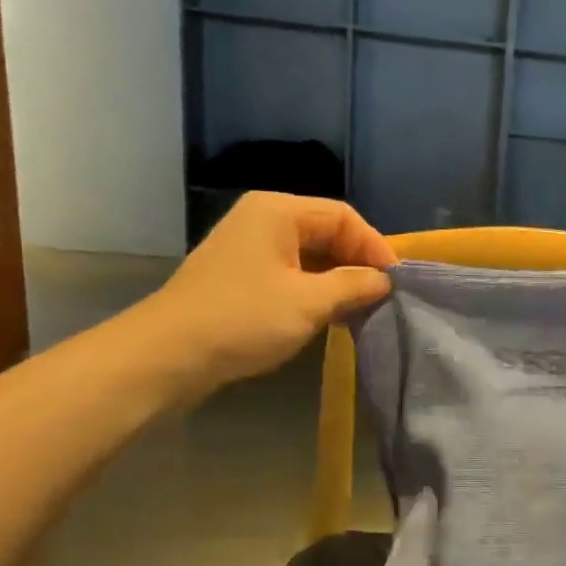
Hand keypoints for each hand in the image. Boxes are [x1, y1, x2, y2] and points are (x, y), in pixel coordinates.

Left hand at [138, 192, 396, 394]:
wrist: (169, 354)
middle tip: (382, 297)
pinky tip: (330, 316)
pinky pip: (290, 273)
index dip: (375, 246)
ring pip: (309, 255)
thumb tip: (383, 281)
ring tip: (362, 309)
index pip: (343, 217)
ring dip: (338, 280)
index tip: (396, 282)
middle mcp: (263, 219)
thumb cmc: (243, 319)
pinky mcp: (241, 276)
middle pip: (326, 232)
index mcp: (278, 211)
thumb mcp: (309, 302)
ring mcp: (248, 248)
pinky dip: (315, 290)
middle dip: (357, 263)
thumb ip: (353, 286)